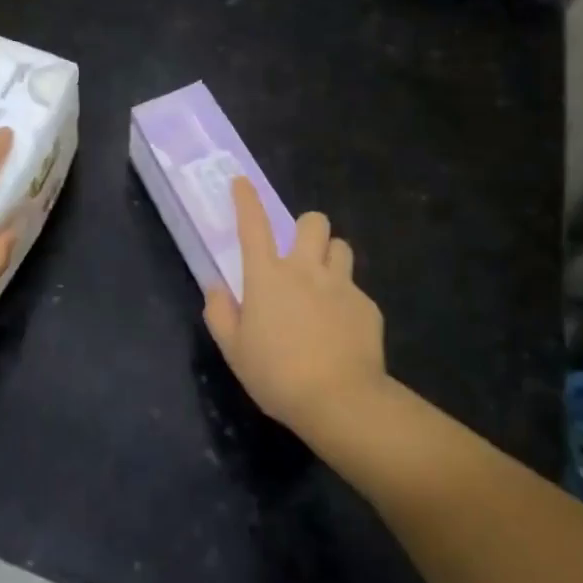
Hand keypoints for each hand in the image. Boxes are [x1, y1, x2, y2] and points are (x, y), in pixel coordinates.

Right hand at [202, 177, 386, 438]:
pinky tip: (341, 330)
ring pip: (341, 248)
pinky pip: (356, 290)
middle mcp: (304, 270)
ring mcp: (341, 285)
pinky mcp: (367, 307)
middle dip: (306, 228)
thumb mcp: (234, 350)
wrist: (340, 401)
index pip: (252, 225)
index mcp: (266, 276)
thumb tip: (216, 287)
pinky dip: (346, 301)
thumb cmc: (276, 375)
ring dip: (329, 257)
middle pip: (313, 222)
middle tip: (299, 253)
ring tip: (323, 284)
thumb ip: (220, 313)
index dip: (246, 199)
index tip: (242, 182)